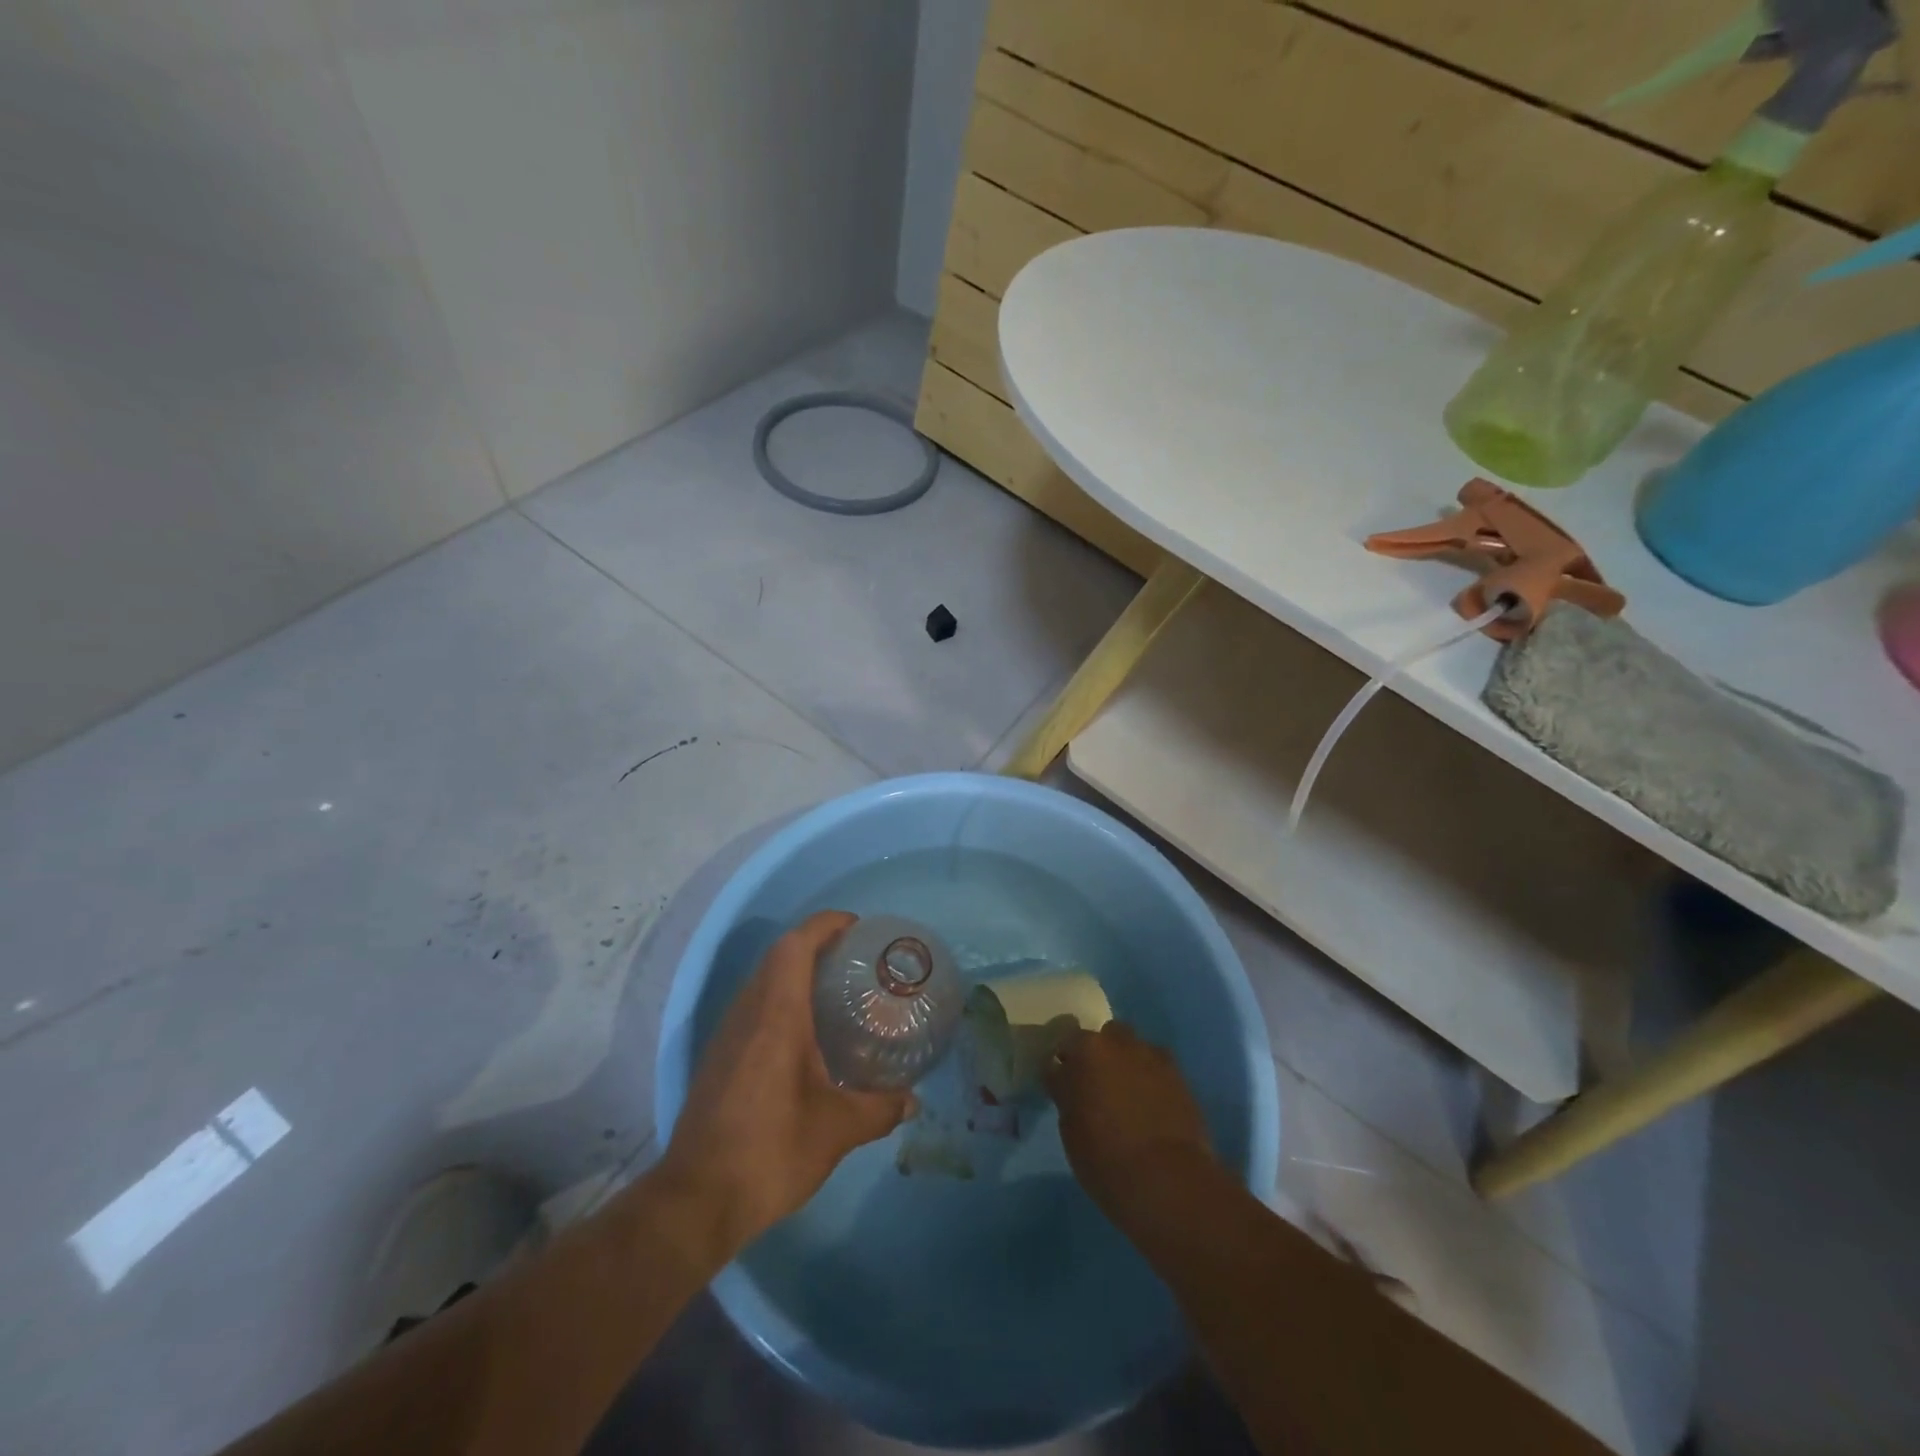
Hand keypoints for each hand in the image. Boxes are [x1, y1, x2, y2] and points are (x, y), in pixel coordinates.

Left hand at [656, 911, 912, 1251]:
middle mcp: (748, 1012)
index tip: (857, 927)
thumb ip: (879, 1109)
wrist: (696, 1201)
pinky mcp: (719, 1056)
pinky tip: (806, 1033)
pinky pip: (753, 1005)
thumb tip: (913, 1100)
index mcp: (777, 1015)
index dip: (825, 925)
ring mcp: (728, 1034)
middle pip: (779, 955)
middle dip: (816, 943)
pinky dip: (781, 998)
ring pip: (763, 979)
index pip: (795, 946)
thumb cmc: (770, 1152)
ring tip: (837, 989)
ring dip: (796, 970)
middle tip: (856, 958)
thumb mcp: (837, 1131)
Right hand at [1046, 1021, 1212, 1213]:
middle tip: (1096, 1085)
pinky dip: (1151, 1078)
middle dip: (1099, 1054)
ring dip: (1127, 1062)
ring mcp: (1152, 1056)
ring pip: (1134, 1048)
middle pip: (1104, 1037)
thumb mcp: (1070, 1128)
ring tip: (1128, 1094)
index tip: (1063, 1083)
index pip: (1065, 1045)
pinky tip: (1152, 1104)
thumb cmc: (1105, 1158)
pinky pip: (1157, 1067)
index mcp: (1086, 1050)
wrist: (1167, 1181)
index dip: (1064, 1065)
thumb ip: (1067, 1093)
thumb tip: (1066, 1079)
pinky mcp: (1180, 1075)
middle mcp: (1119, 1043)